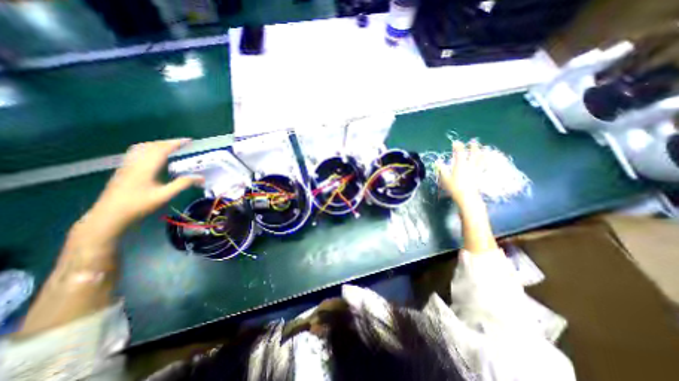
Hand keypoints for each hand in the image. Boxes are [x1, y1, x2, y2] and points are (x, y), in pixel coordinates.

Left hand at [78, 138, 201, 240]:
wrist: (109, 215)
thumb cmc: (139, 205)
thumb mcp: (164, 195)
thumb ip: (183, 184)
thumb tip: (201, 177)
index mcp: (146, 167)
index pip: (162, 149)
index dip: (176, 143)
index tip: (189, 141)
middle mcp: (135, 162)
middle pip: (151, 146)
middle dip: (168, 142)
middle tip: (182, 143)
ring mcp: (126, 165)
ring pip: (141, 148)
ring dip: (157, 144)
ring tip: (169, 147)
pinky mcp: (123, 170)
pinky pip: (136, 153)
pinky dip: (148, 149)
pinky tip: (152, 156)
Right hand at [435, 140, 481, 201]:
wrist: (467, 196)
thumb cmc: (454, 187)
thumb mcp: (445, 178)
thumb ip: (442, 169)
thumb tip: (438, 161)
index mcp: (460, 165)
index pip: (459, 153)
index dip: (458, 147)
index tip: (456, 142)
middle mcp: (469, 166)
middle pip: (473, 154)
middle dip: (473, 147)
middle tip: (473, 141)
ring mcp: (476, 170)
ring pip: (480, 159)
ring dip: (482, 153)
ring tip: (484, 148)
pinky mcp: (480, 175)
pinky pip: (484, 166)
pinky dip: (486, 162)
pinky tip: (488, 161)